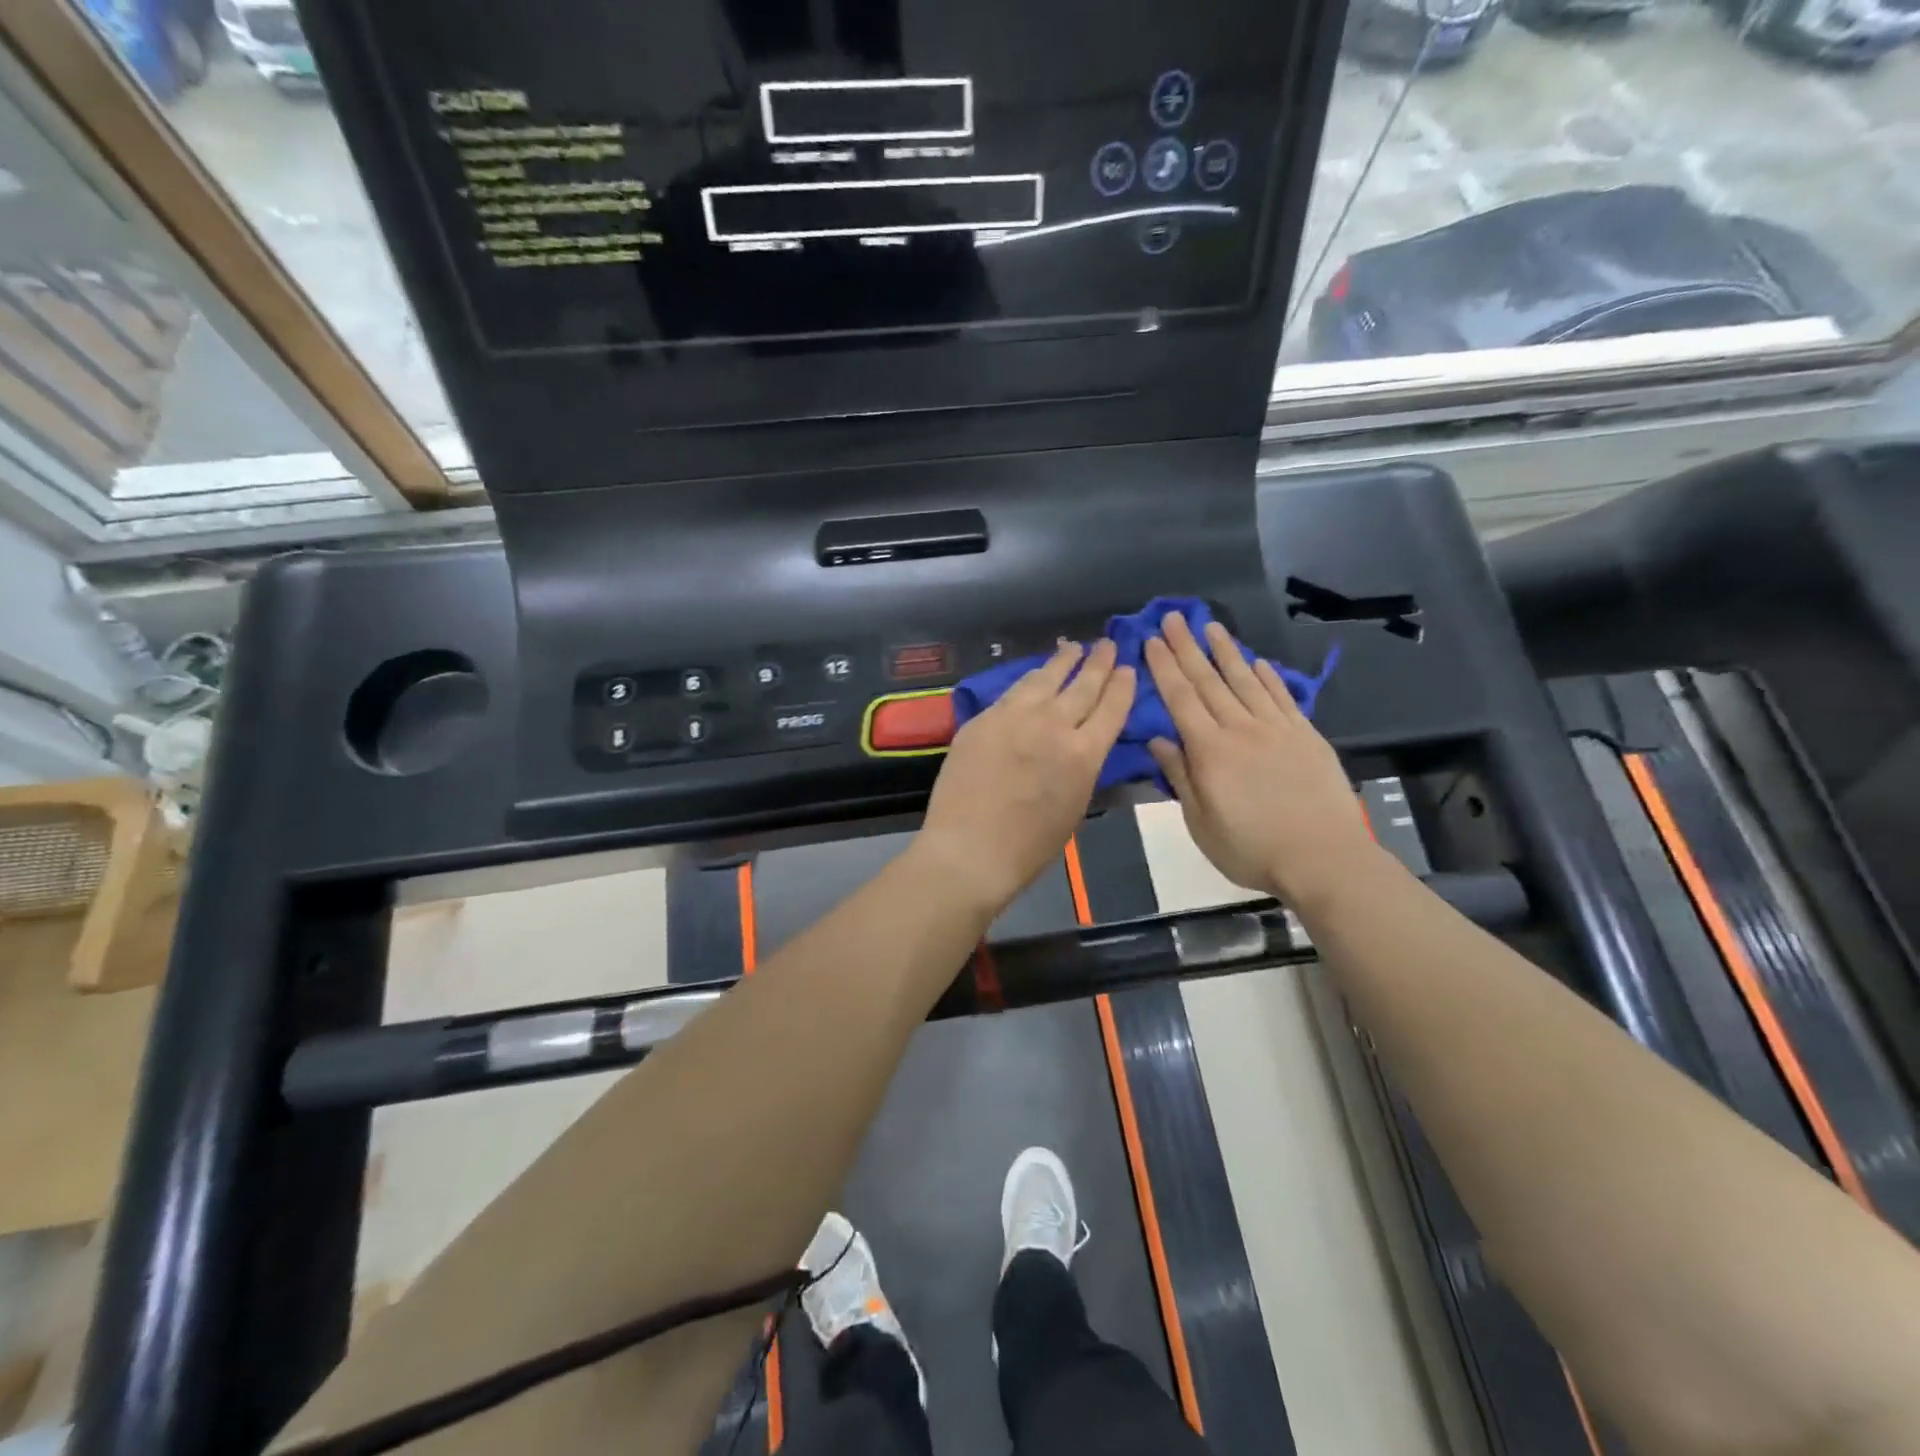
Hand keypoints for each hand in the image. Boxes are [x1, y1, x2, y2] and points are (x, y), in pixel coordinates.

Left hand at [914, 639, 1134, 916]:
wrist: (969, 850)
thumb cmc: (1029, 846)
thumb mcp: (1074, 805)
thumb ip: (1081, 766)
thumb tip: (1081, 744)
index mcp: (1084, 754)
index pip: (1111, 708)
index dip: (1122, 685)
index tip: (1127, 669)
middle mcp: (1053, 725)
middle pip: (1082, 685)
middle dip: (1099, 662)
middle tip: (1108, 644)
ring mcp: (1013, 717)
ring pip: (1044, 679)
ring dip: (1062, 661)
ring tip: (1072, 648)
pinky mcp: (983, 719)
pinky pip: (1012, 692)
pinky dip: (1029, 679)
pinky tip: (1033, 676)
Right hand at [1144, 613, 1374, 905]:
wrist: (1322, 857)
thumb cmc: (1251, 848)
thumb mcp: (1201, 822)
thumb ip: (1180, 777)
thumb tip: (1158, 739)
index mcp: (1209, 750)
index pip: (1181, 699)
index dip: (1164, 667)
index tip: (1152, 639)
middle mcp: (1240, 729)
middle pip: (1209, 681)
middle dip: (1188, 647)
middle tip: (1174, 616)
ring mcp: (1277, 728)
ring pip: (1246, 680)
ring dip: (1226, 651)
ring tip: (1211, 626)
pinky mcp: (1306, 735)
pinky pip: (1282, 697)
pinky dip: (1268, 677)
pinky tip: (1258, 662)